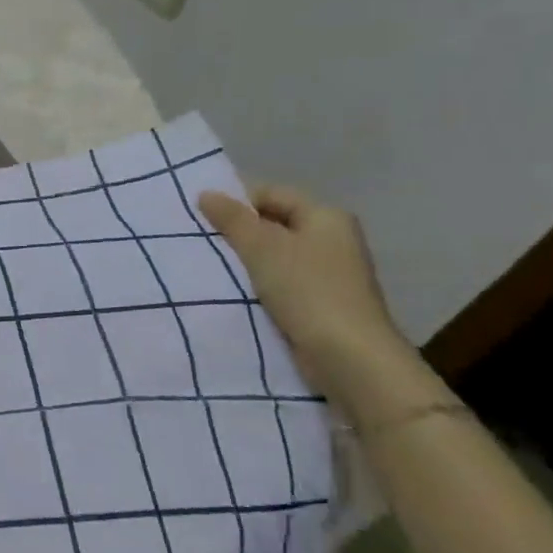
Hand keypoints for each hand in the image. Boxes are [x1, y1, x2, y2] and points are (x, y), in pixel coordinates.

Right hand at [198, 185, 405, 396]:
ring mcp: (330, 274)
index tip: (204, 218)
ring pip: (276, 256)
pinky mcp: (322, 304)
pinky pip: (282, 283)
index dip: (237, 201)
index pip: (272, 194)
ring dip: (247, 262)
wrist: (350, 358)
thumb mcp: (261, 247)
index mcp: (326, 217)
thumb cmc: (307, 290)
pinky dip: (259, 285)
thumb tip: (206, 193)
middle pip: (275, 224)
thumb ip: (232, 218)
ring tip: (213, 267)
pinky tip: (235, 292)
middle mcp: (333, 240)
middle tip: (203, 241)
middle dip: (239, 232)